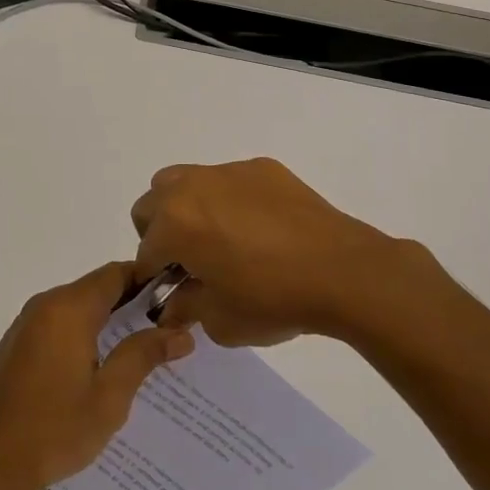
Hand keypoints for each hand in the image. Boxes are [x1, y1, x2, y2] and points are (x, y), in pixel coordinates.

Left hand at [0, 261, 193, 489]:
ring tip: (141, 349)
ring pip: (77, 307)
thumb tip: (181, 332)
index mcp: (69, 308)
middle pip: (96, 288)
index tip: (177, 299)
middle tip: (167, 328)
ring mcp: (27, 323)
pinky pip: (58, 324)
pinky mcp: (17, 344)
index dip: (148, 280)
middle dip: (132, 303)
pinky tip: (100, 367)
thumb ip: (143, 355)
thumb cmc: (55, 428)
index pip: (116, 274)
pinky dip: (83, 332)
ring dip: (107, 320)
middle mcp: (45, 304)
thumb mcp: (110, 396)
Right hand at [131, 158, 434, 346]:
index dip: (155, 277)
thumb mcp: (220, 321)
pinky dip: (228, 200)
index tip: (174, 293)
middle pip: (151, 204)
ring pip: (183, 181)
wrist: (343, 271)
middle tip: (189, 261)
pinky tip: (259, 228)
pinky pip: (227, 180)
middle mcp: (190, 188)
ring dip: (186, 208)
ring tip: (218, 238)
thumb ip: (186, 308)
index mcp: (174, 224)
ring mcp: (226, 172)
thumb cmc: (273, 299)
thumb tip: (173, 302)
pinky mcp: (259, 167)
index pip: (145, 252)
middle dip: (160, 233)